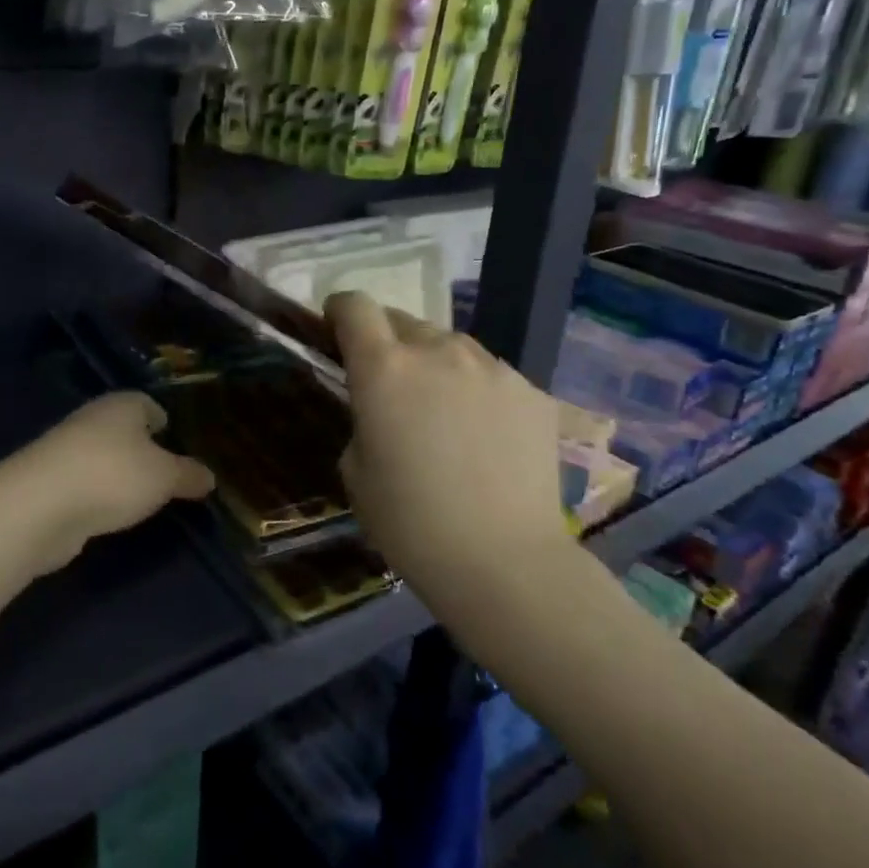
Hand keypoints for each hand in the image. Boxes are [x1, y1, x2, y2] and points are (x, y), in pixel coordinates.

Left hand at [19, 393, 215, 570]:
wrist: (40, 505)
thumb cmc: (114, 475)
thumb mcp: (165, 477)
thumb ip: (188, 475)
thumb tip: (209, 476)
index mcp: (122, 405)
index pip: (148, 405)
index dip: (164, 422)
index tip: (177, 443)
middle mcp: (92, 420)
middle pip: (124, 431)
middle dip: (143, 450)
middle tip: (167, 476)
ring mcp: (66, 451)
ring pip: (102, 458)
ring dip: (118, 475)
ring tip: (142, 500)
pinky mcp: (49, 483)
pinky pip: (85, 484)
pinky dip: (98, 496)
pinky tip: (110, 514)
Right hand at [324, 292, 586, 604]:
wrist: (502, 561)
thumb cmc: (410, 522)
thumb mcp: (355, 469)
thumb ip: (364, 417)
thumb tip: (385, 407)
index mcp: (384, 368)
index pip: (355, 306)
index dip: (341, 310)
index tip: (336, 329)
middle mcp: (439, 351)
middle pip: (403, 320)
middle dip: (388, 342)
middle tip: (391, 386)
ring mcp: (493, 368)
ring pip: (451, 346)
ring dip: (435, 365)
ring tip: (442, 415)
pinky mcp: (532, 392)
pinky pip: (491, 376)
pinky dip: (477, 392)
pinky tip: (484, 439)